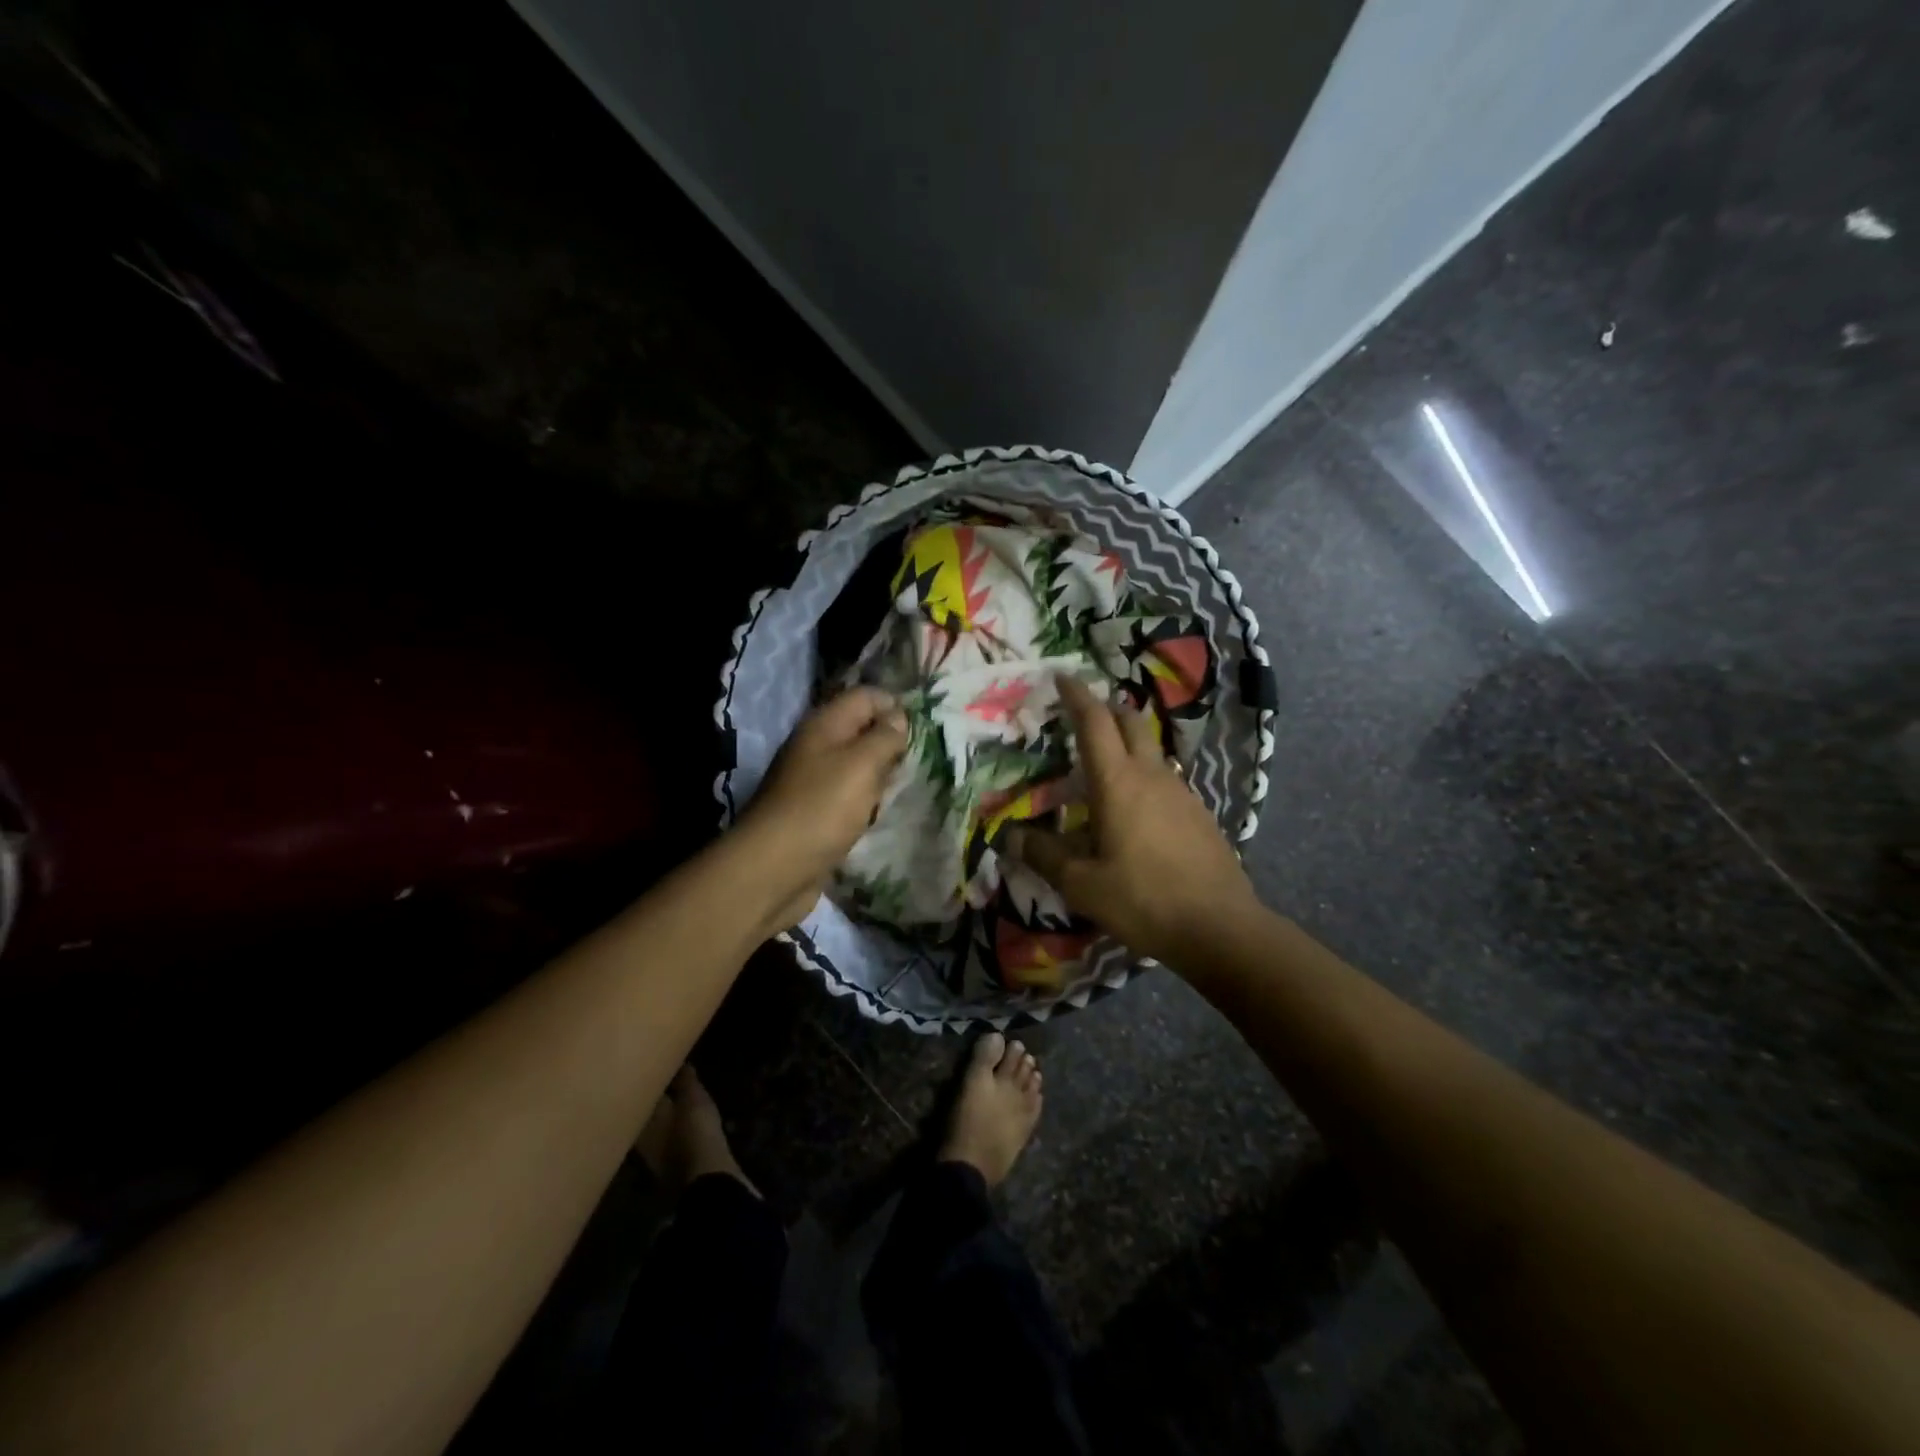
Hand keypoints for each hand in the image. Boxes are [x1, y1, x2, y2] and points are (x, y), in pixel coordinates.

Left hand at [739, 686, 908, 931]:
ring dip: (881, 773)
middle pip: (860, 730)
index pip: (865, 696)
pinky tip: (884, 810)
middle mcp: (816, 747)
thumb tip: (898, 717)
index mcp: (824, 725)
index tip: (926, 728)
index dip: (895, 705)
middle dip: (892, 741)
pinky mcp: (815, 813)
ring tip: (911, 783)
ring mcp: (813, 781)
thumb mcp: (861, 765)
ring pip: (856, 765)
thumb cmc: (821, 809)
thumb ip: (884, 737)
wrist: (773, 870)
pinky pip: (848, 795)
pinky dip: (867, 800)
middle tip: (924, 757)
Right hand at [1008, 676, 1256, 963]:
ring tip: (1105, 762)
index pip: (1094, 722)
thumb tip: (1010, 837)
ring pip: (1151, 748)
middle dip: (1106, 707)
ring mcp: (1181, 791)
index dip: (1076, 696)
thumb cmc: (1143, 899)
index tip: (1061, 676)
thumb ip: (1043, 856)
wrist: (1220, 926)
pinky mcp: (1199, 812)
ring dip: (1128, 741)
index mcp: (1118, 782)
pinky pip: (1166, 777)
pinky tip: (1136, 806)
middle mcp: (1152, 775)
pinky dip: (1144, 773)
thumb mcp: (1082, 884)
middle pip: (1131, 721)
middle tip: (1084, 711)